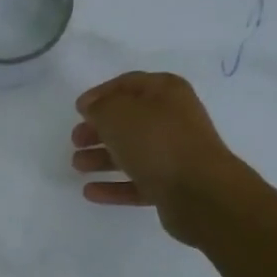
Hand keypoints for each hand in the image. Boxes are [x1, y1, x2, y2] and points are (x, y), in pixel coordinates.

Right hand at [71, 71, 258, 245]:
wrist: (199, 192)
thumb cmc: (157, 142)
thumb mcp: (118, 114)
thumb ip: (100, 107)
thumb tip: (93, 108)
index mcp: (166, 92)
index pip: (128, 84)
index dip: (100, 94)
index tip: (78, 109)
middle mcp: (172, 119)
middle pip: (129, 120)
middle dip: (99, 129)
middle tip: (76, 140)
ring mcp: (173, 154)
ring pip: (131, 152)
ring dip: (102, 158)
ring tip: (77, 166)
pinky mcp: (171, 185)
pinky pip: (136, 182)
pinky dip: (113, 186)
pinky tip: (90, 192)